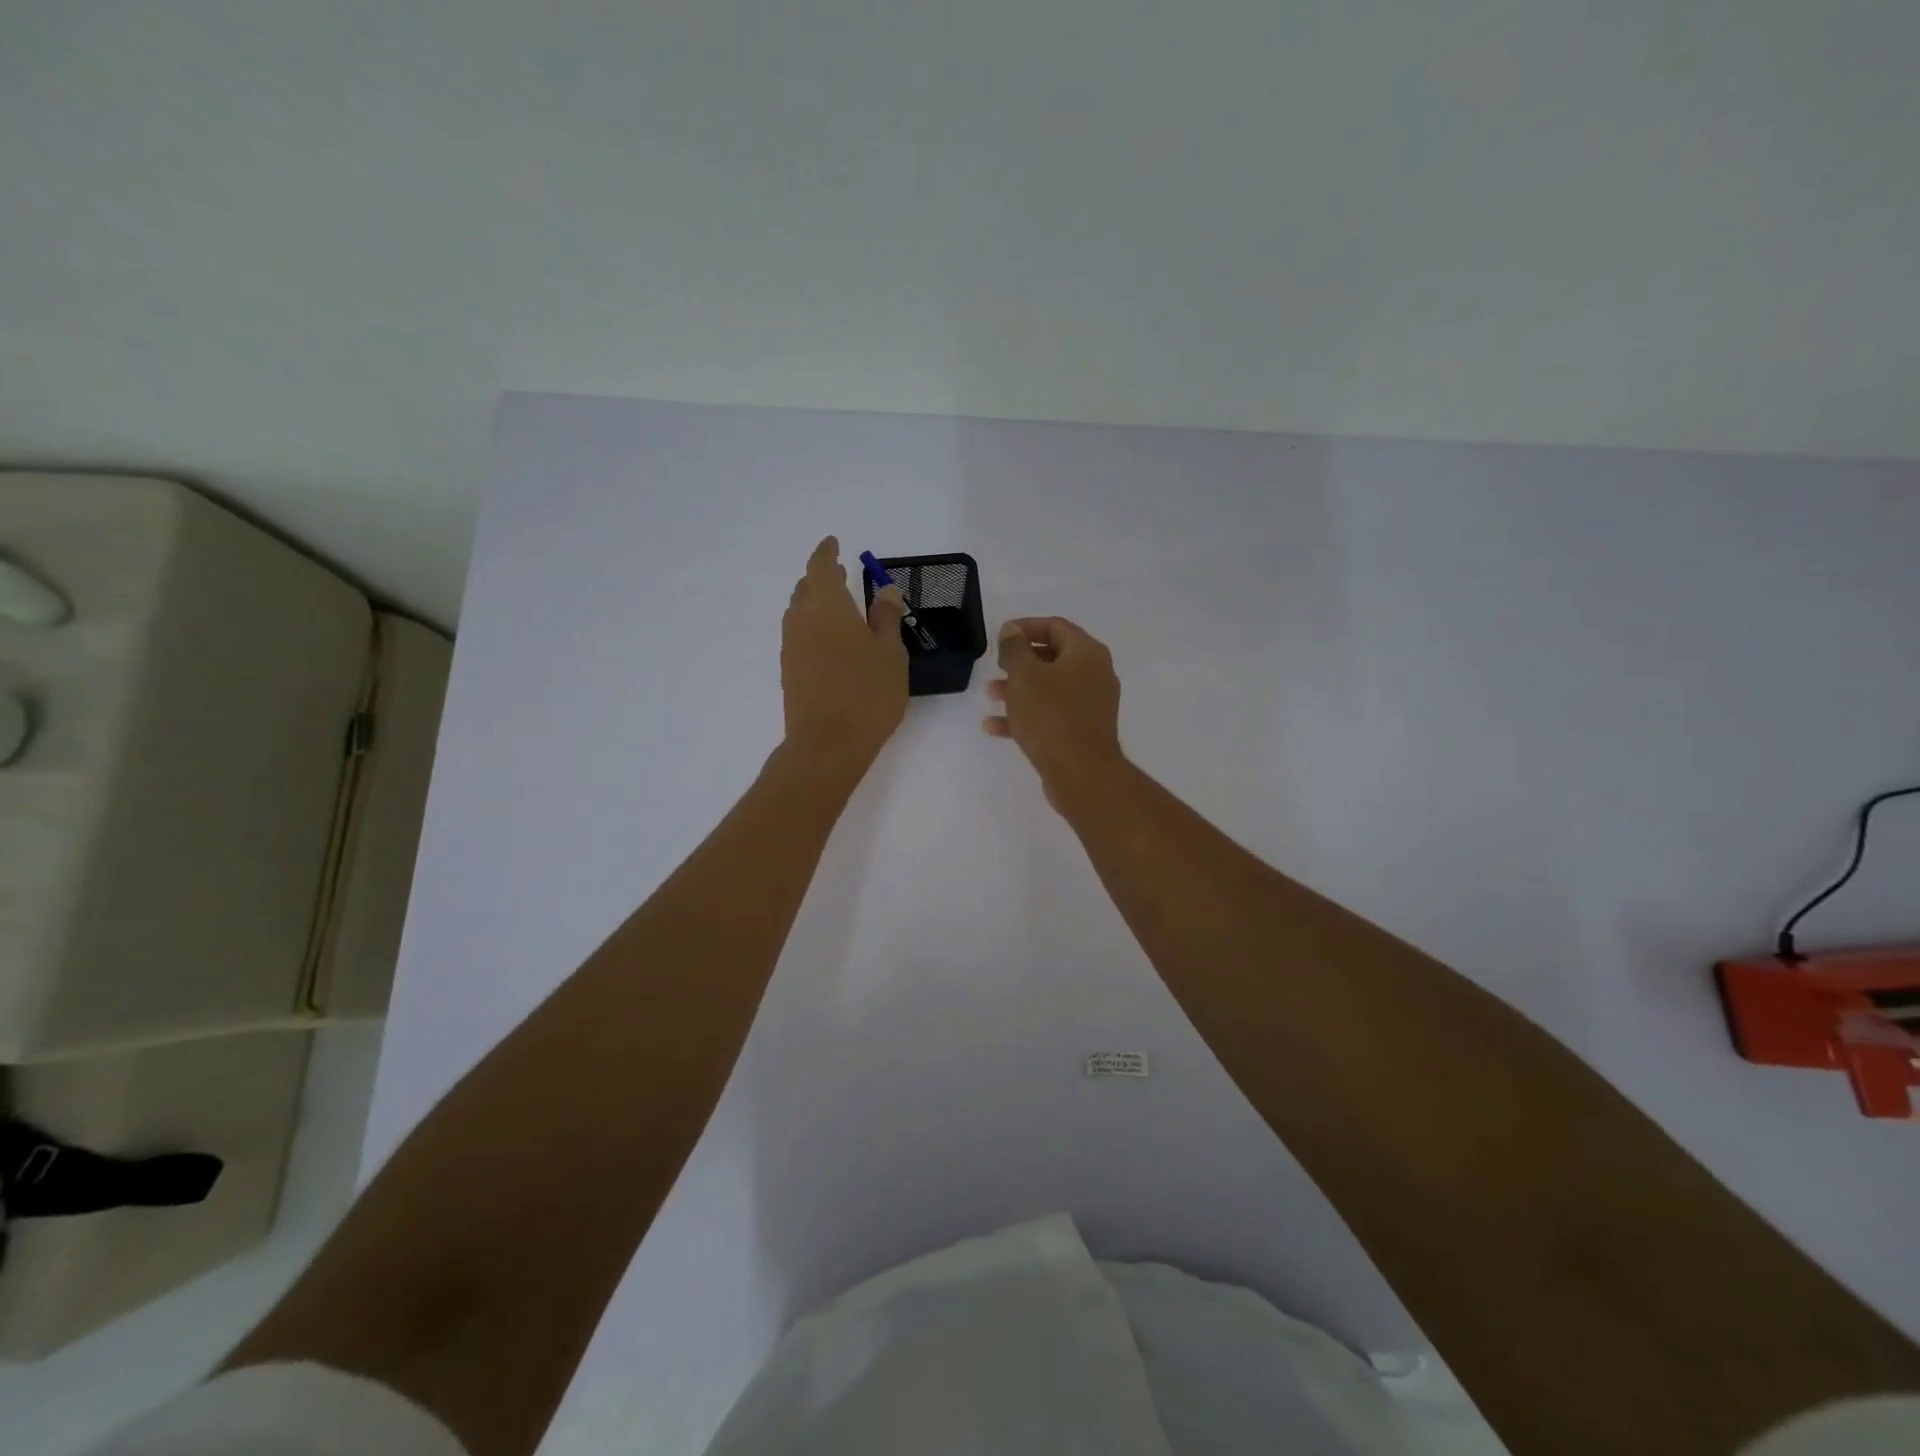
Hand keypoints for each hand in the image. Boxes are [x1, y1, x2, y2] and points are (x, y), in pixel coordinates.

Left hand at [781, 536, 908, 770]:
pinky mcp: (789, 671)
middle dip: (821, 578)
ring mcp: (791, 647)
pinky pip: (799, 636)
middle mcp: (802, 620)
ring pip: (799, 612)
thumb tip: (884, 590)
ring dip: (816, 603)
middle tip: (842, 576)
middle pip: (806, 588)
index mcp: (828, 606)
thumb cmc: (868, 693)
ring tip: (839, 610)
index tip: (833, 543)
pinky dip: (813, 628)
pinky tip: (832, 643)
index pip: (821, 567)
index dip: (826, 553)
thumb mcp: (890, 653)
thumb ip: (886, 618)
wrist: (827, 744)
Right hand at [983, 616, 1123, 809]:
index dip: (1025, 626)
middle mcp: (1095, 674)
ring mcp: (1091, 705)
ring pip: (1050, 688)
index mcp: (1087, 653)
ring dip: (1019, 689)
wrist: (1081, 774)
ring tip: (990, 695)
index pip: (1055, 626)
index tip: (1000, 636)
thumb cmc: (1051, 716)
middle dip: (1020, 661)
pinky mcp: (1082, 731)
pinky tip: (994, 727)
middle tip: (996, 666)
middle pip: (1053, 657)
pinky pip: (1051, 715)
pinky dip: (1026, 716)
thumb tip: (1012, 630)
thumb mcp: (1025, 675)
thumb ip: (1015, 648)